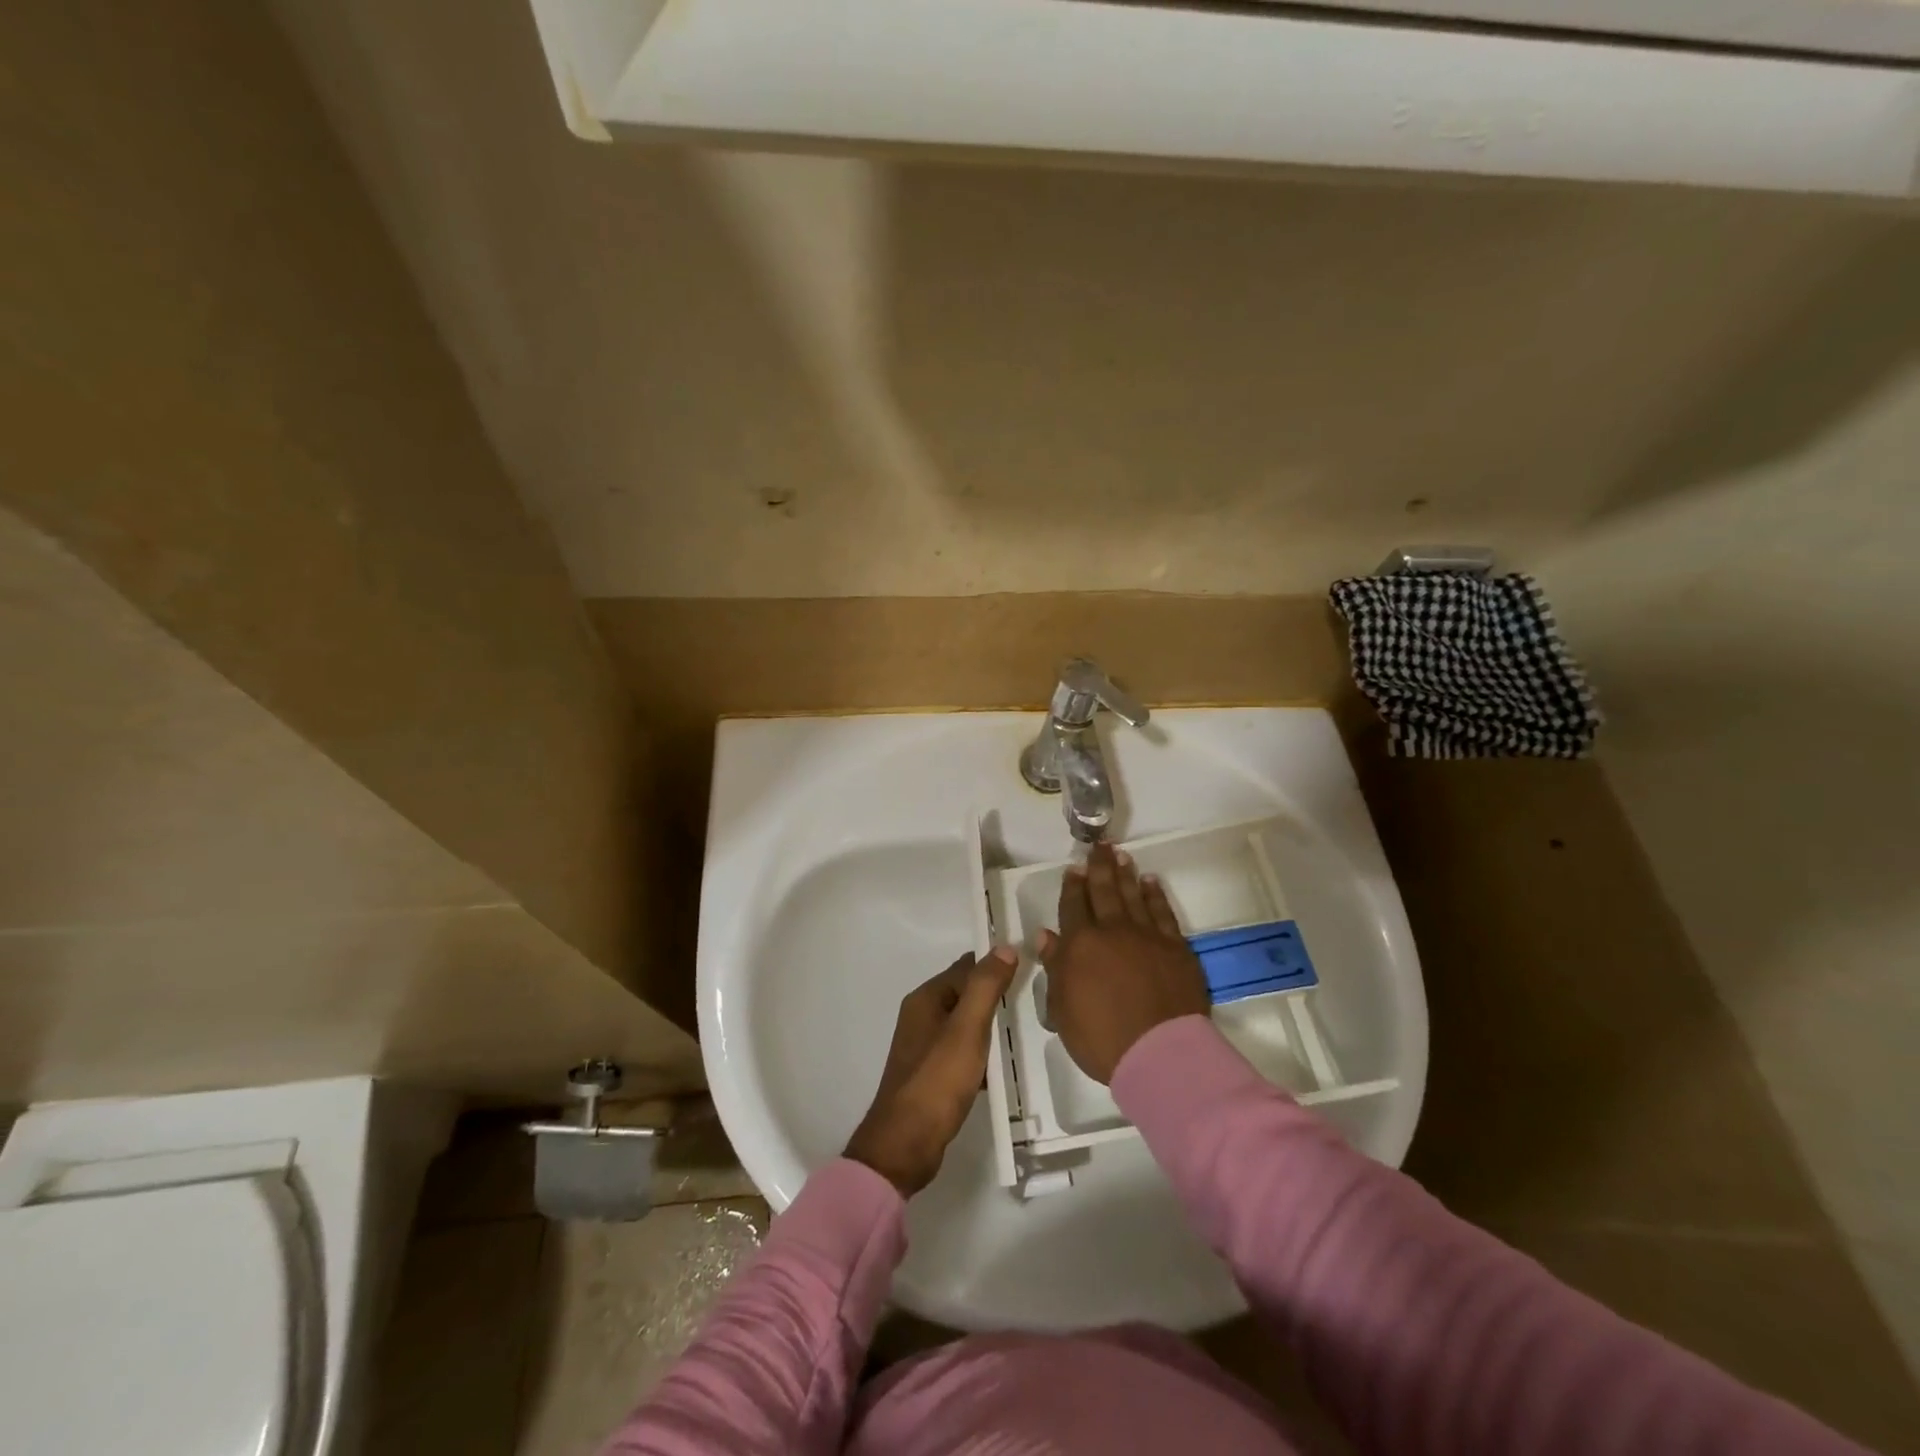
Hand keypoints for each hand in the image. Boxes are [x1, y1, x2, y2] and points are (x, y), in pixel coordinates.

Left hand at [845, 947, 1019, 1195]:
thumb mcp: (967, 1029)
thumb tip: (1005, 947)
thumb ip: (985, 987)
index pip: (966, 967)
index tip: (1031, 969)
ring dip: (991, 1027)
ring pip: (966, 1025)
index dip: (996, 965)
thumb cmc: (937, 1081)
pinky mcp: (931, 1074)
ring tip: (1026, 1032)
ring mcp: (924, 1047)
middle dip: (996, 997)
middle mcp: (922, 1016)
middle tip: (1035, 1001)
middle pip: (966, 994)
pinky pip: (963, 1052)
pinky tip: (1003, 1068)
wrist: (905, 1144)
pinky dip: (982, 1055)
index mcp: (926, 999)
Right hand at [1040, 843, 1210, 1084]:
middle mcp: (1113, 931)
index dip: (1072, 887)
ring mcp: (1147, 936)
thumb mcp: (1063, 1009)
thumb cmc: (1101, 1038)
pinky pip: (1163, 912)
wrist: (1160, 1054)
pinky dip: (1155, 894)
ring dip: (1125, 874)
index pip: (1073, 907)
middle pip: (1104, 891)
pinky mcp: (1176, 947)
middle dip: (1099, 868)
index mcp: (1080, 945)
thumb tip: (1047, 936)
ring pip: (1133, 895)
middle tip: (1100, 846)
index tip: (1074, 869)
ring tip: (1121, 855)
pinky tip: (1150, 882)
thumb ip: (1055, 968)